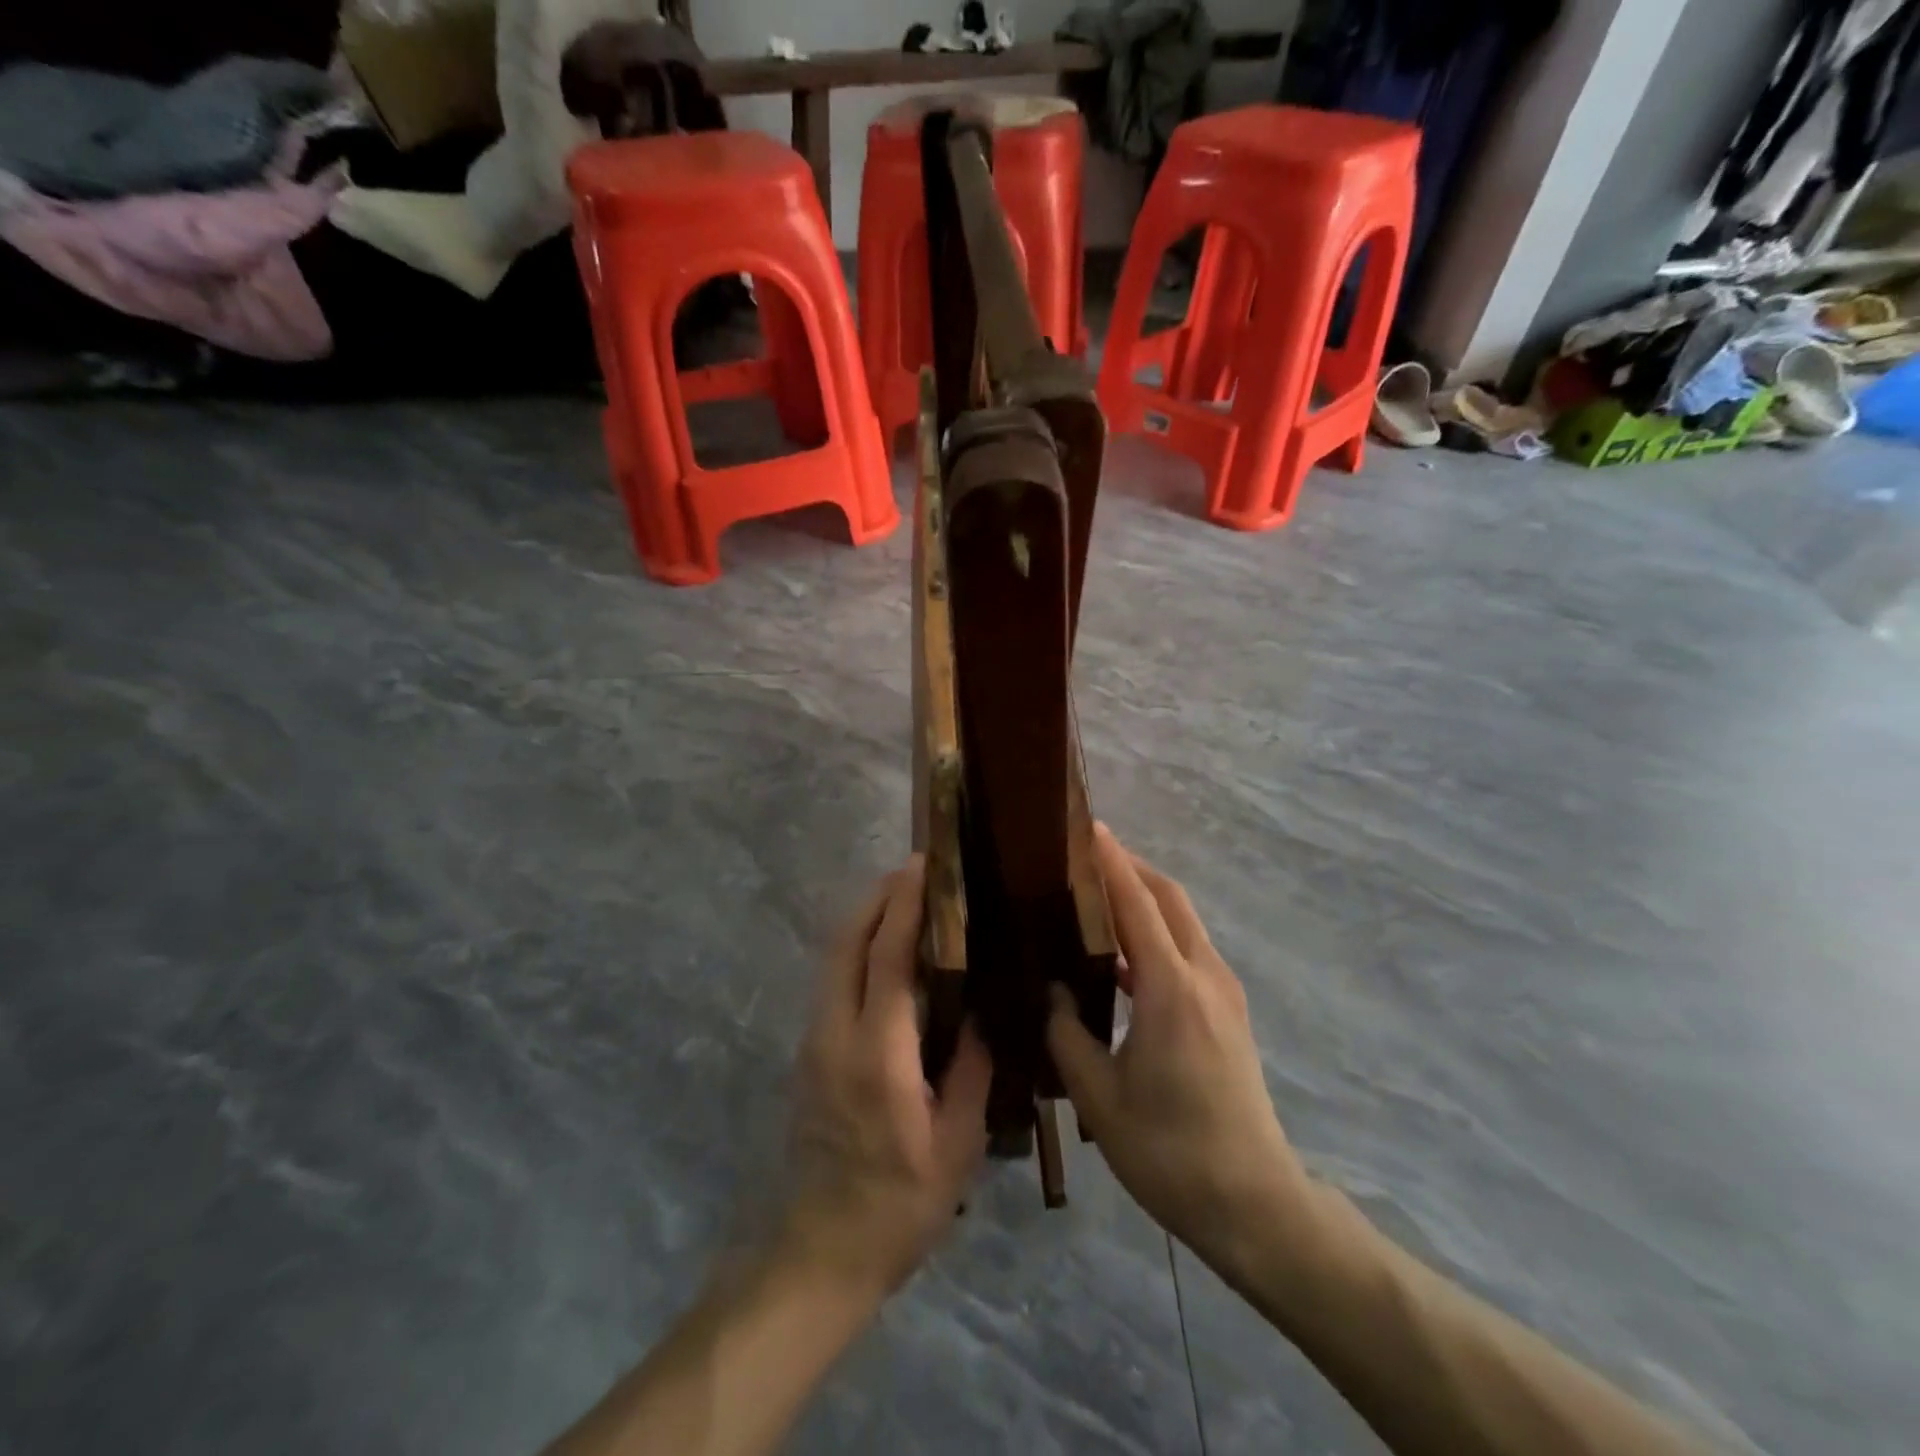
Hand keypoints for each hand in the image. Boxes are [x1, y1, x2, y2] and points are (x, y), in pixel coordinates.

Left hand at [779, 855, 992, 1302]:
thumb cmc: (900, 1204)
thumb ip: (972, 1070)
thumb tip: (982, 1013)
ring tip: (903, 901)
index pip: (887, 958)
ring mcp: (815, 1042)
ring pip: (832, 959)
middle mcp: (836, 1033)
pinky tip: (887, 955)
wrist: (823, 1251)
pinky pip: (832, 982)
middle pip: (845, 943)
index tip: (921, 868)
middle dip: (875, 899)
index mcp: (878, 1053)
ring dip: (863, 921)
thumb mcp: (956, 1145)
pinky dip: (857, 951)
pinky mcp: (810, 1053)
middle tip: (912, 873)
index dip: (903, 906)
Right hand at [1047, 826, 1313, 1278]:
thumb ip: (1066, 1034)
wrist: (1254, 1204)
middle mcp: (1204, 976)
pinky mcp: (1227, 1011)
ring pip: (1182, 921)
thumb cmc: (1170, 1151)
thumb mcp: (1099, 1098)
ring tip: (1096, 894)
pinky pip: (1188, 950)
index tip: (1087, 826)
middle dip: (1131, 866)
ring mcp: (1223, 992)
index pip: (1138, 902)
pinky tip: (1120, 955)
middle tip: (1085, 853)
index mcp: (1171, 988)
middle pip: (1169, 897)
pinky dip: (1156, 932)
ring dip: (1144, 897)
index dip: (1112, 860)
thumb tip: (1051, 992)